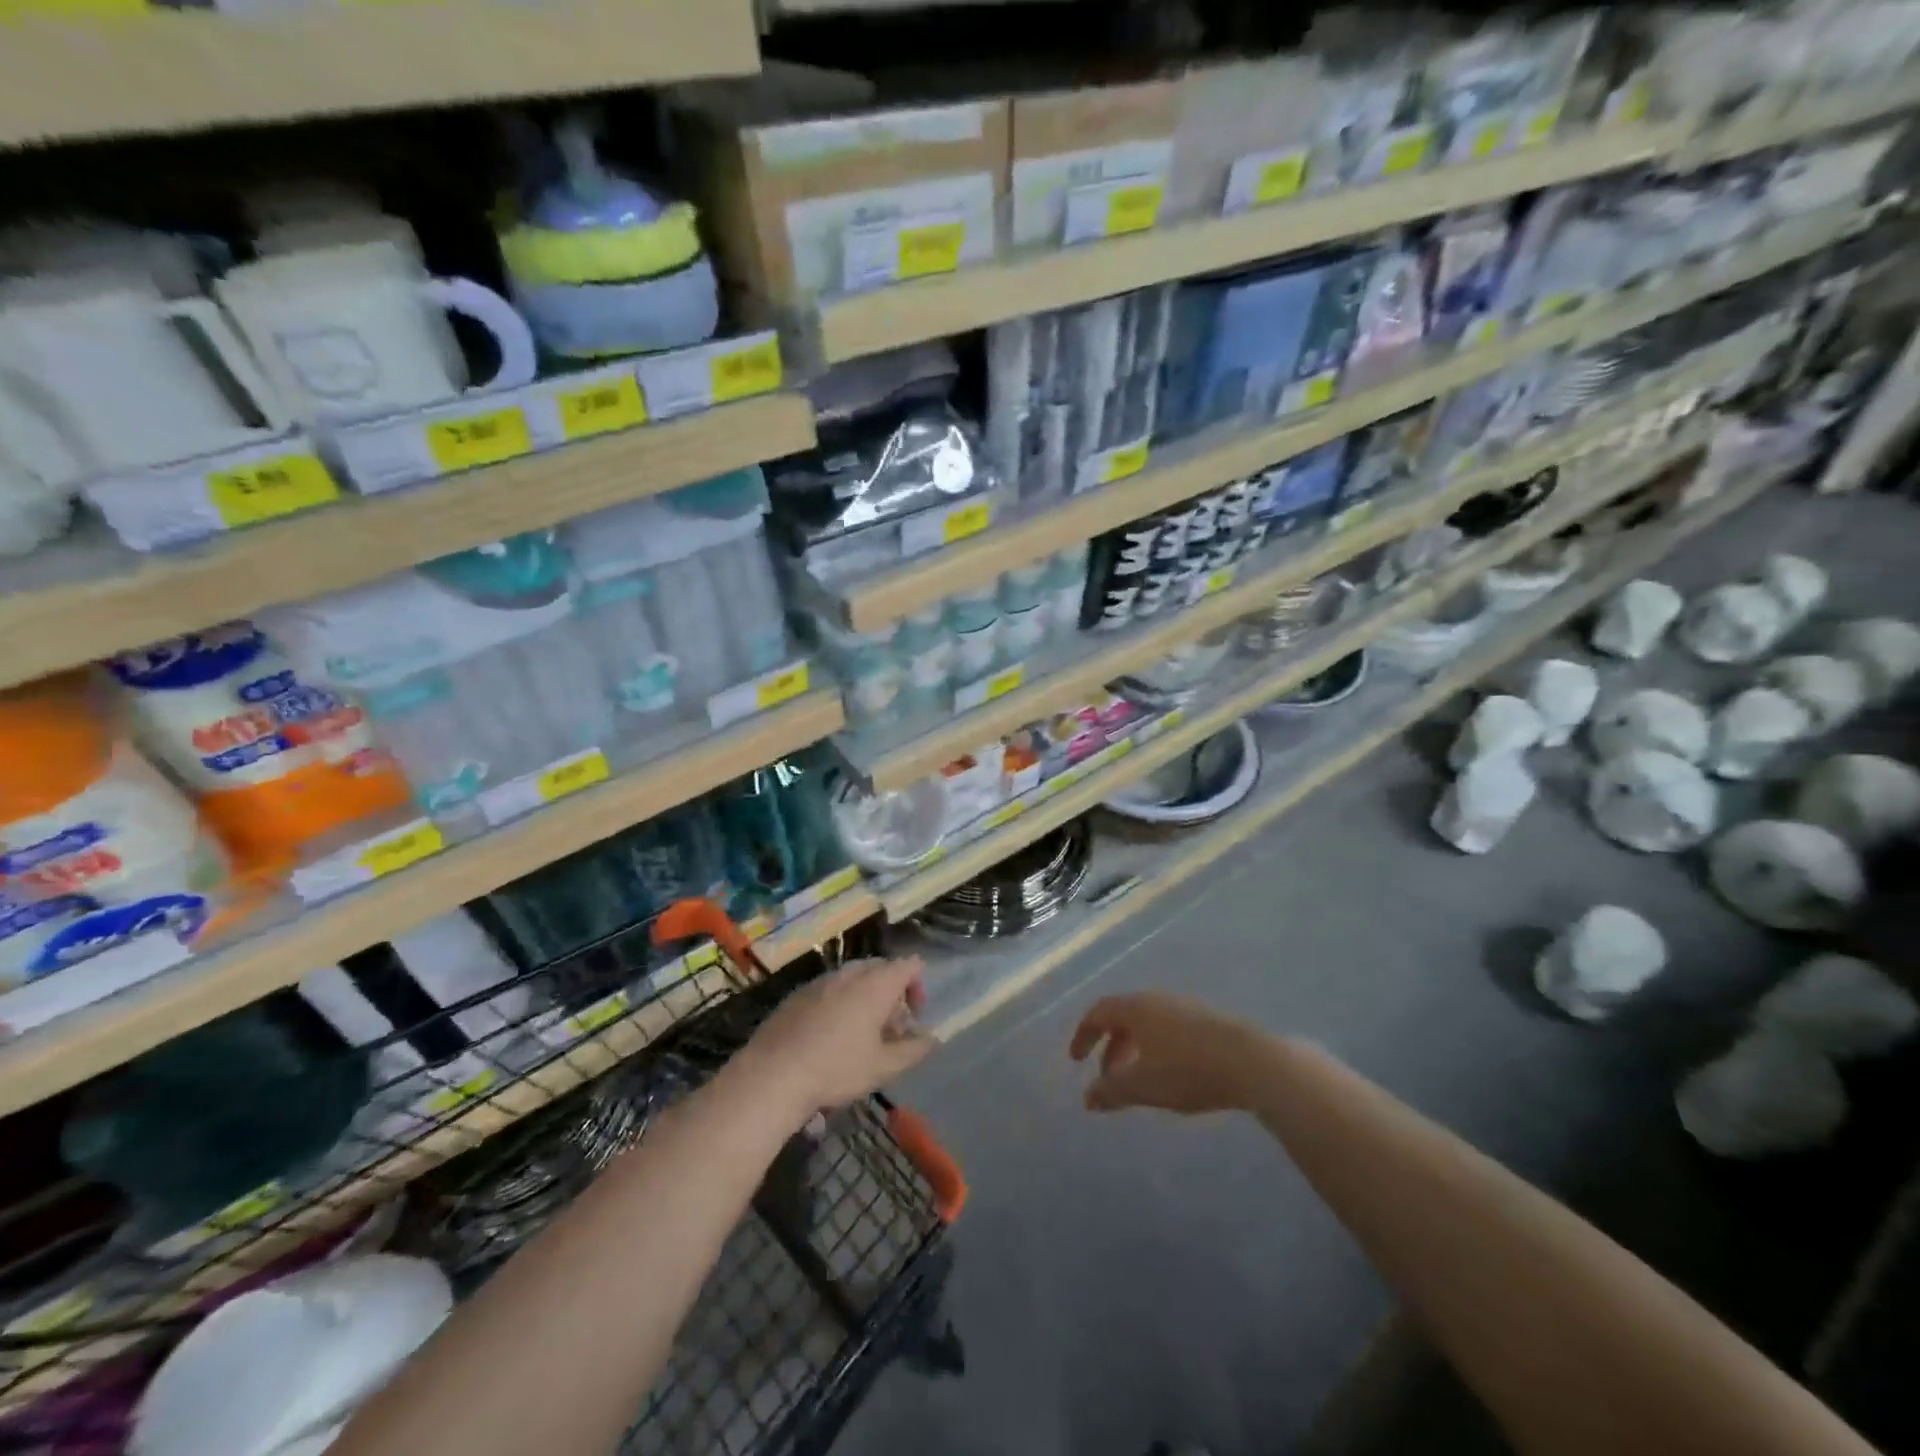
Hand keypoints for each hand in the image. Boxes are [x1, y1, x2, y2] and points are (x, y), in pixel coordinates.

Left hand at [736, 958, 934, 1119]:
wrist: (772, 1074)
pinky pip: (829, 989)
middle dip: (891, 992)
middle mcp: (849, 974)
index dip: (917, 986)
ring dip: (865, 997)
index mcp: (875, 984)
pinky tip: (830, 1036)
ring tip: (861, 1033)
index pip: (908, 965)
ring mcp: (820, 981)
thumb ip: (913, 1050)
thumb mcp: (883, 1067)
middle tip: (890, 1028)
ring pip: (852, 978)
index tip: (914, 1016)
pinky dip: (839, 1003)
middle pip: (880, 968)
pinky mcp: (797, 995)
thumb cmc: (837, 1069)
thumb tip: (932, 1038)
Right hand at [1070, 992, 1269, 1114]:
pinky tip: (1171, 1075)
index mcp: (1135, 1008)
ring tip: (1139, 1081)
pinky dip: (1157, 1049)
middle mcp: (1156, 1000)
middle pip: (1123, 1018)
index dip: (1083, 1035)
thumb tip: (1087, 1097)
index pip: (1098, 1013)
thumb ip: (1110, 1091)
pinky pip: (1169, 1030)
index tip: (1076, 1060)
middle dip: (1111, 1048)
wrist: (1252, 1062)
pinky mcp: (1208, 1020)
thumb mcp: (1142, 1086)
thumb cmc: (1187, 1070)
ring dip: (1135, 1050)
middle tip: (1108, 1079)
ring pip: (1148, 1025)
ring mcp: (1184, 1007)